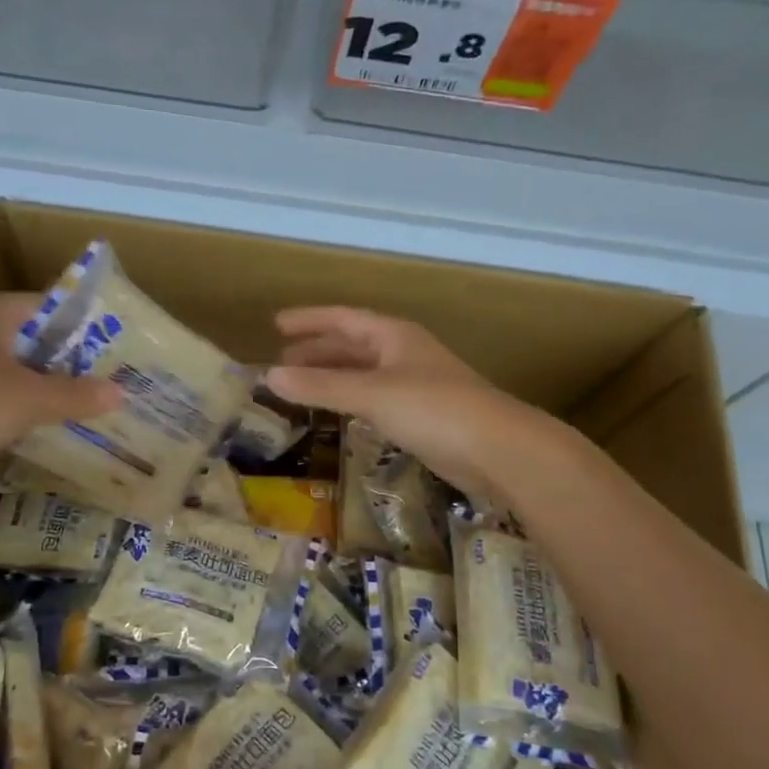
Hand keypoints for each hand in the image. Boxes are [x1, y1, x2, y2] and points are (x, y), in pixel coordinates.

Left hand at [0, 293, 120, 490]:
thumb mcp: (29, 400)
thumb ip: (77, 395)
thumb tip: (120, 392)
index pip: (53, 308)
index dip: (88, 329)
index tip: (120, 352)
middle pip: (36, 340)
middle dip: (71, 363)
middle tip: (112, 384)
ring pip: (15, 370)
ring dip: (46, 388)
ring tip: (88, 408)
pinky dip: (20, 408)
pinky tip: (45, 428)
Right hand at [264, 306, 554, 501]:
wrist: (498, 450)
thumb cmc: (434, 409)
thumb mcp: (371, 394)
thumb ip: (321, 387)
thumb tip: (269, 377)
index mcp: (394, 336)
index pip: (343, 318)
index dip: (310, 320)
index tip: (276, 325)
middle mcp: (404, 354)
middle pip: (353, 345)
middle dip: (318, 350)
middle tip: (282, 361)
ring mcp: (416, 385)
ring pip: (364, 373)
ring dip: (333, 377)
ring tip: (301, 386)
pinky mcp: (423, 416)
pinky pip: (375, 399)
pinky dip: (351, 400)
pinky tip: (340, 413)